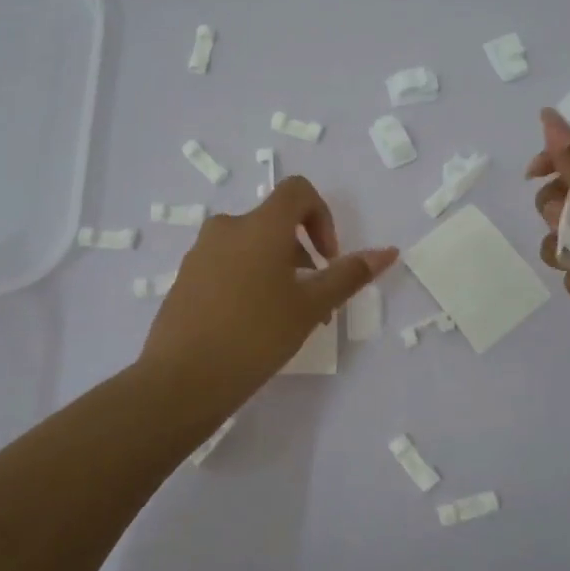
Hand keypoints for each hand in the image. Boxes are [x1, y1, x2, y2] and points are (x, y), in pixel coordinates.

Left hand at [140, 176, 396, 411]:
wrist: (182, 379)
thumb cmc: (256, 335)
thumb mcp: (310, 307)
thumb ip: (348, 275)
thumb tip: (387, 251)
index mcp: (260, 225)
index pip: (297, 191)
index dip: (322, 216)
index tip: (327, 259)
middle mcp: (227, 228)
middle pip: (275, 223)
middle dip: (303, 254)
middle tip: (315, 302)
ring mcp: (200, 253)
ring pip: (251, 247)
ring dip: (278, 271)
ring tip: (287, 320)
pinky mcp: (185, 278)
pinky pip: (227, 265)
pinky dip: (249, 281)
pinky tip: (252, 326)